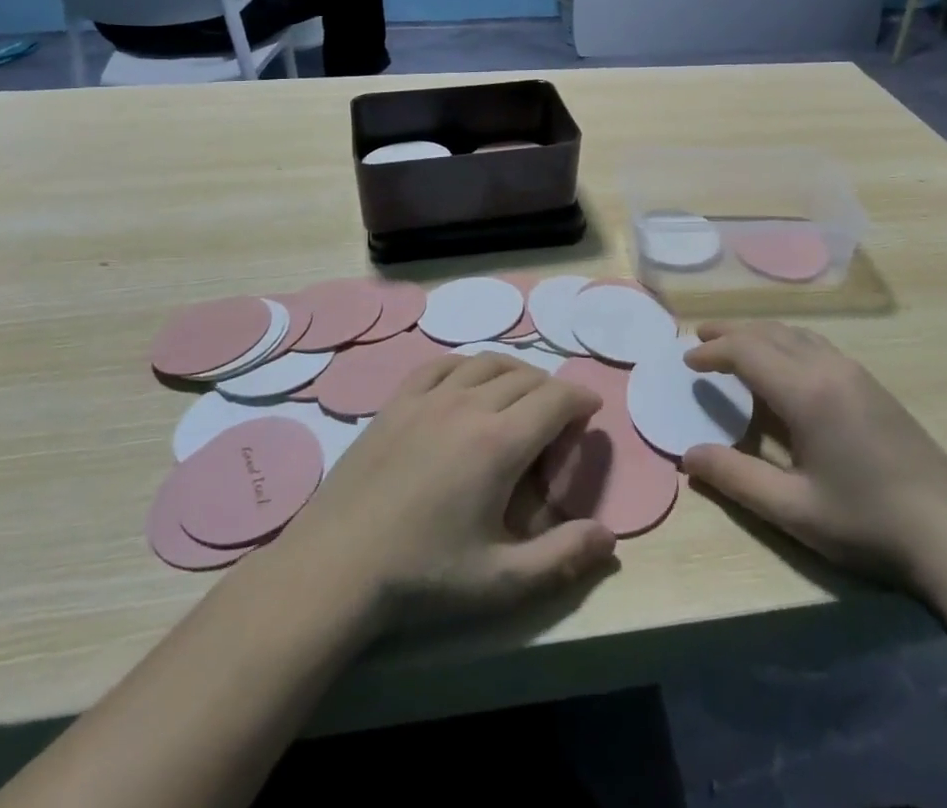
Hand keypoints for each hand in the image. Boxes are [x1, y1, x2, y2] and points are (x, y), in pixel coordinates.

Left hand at [280, 354, 617, 632]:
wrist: (336, 567)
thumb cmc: (423, 576)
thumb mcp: (500, 582)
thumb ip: (562, 558)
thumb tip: (610, 538)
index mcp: (499, 442)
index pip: (556, 398)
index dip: (580, 398)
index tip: (591, 410)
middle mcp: (468, 404)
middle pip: (525, 377)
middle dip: (551, 391)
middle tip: (557, 419)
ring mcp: (429, 397)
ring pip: (486, 363)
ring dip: (514, 372)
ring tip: (521, 395)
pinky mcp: (398, 401)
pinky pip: (441, 364)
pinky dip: (466, 367)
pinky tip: (467, 383)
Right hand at [681, 321, 946, 597]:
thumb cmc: (867, 524)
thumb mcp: (794, 510)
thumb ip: (736, 478)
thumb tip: (688, 456)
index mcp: (807, 392)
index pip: (747, 352)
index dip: (713, 352)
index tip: (687, 360)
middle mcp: (829, 368)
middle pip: (769, 333)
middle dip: (730, 332)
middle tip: (698, 336)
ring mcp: (855, 372)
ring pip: (795, 334)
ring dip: (759, 333)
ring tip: (733, 341)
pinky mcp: (872, 384)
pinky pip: (816, 344)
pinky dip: (785, 340)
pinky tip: (782, 361)